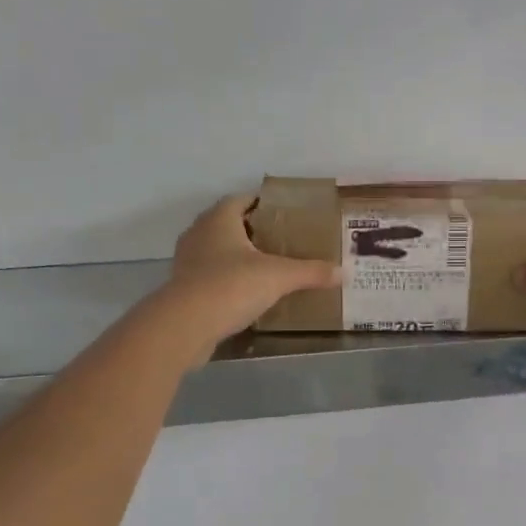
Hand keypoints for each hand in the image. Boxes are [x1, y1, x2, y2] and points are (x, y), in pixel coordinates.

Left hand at [148, 195, 341, 363]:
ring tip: (266, 268)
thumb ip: (310, 272)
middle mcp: (198, 233)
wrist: (185, 325)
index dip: (262, 204)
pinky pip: (209, 276)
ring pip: (216, 251)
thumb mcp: (279, 277)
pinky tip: (246, 294)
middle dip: (252, 231)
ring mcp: (187, 262)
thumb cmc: (232, 286)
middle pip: (228, 224)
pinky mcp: (183, 288)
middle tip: (281, 242)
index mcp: (219, 219)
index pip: (241, 199)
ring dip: (237, 257)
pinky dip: (226, 280)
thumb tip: (342, 272)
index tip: (284, 215)